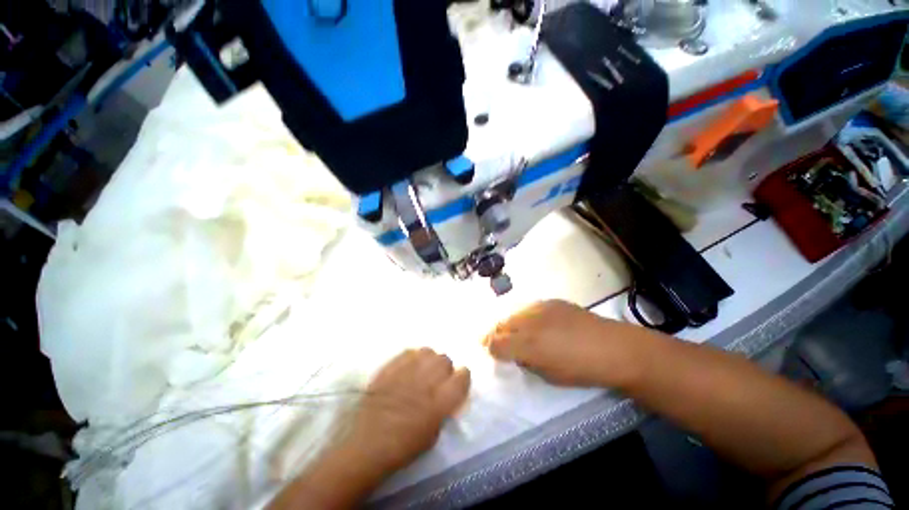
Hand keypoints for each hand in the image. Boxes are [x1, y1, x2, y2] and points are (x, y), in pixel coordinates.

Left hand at [340, 348, 470, 475]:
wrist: (367, 445)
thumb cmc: (403, 447)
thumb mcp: (433, 434)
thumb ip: (444, 409)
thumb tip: (446, 394)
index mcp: (440, 402)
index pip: (462, 376)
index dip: (462, 377)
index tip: (458, 382)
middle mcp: (426, 382)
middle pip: (445, 360)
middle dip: (445, 368)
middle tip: (437, 379)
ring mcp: (407, 372)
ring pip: (428, 351)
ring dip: (429, 360)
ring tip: (423, 370)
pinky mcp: (390, 368)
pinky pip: (408, 352)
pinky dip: (412, 358)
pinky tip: (408, 368)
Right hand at [483, 300, 637, 386]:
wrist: (613, 347)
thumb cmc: (582, 369)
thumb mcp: (549, 376)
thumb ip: (527, 362)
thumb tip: (516, 354)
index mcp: (528, 346)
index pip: (496, 343)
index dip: (490, 348)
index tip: (492, 352)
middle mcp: (529, 323)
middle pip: (501, 324)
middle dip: (495, 334)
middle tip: (495, 340)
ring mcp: (540, 308)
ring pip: (513, 313)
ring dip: (509, 323)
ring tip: (513, 331)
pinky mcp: (552, 301)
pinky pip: (530, 307)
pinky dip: (525, 316)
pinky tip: (534, 322)